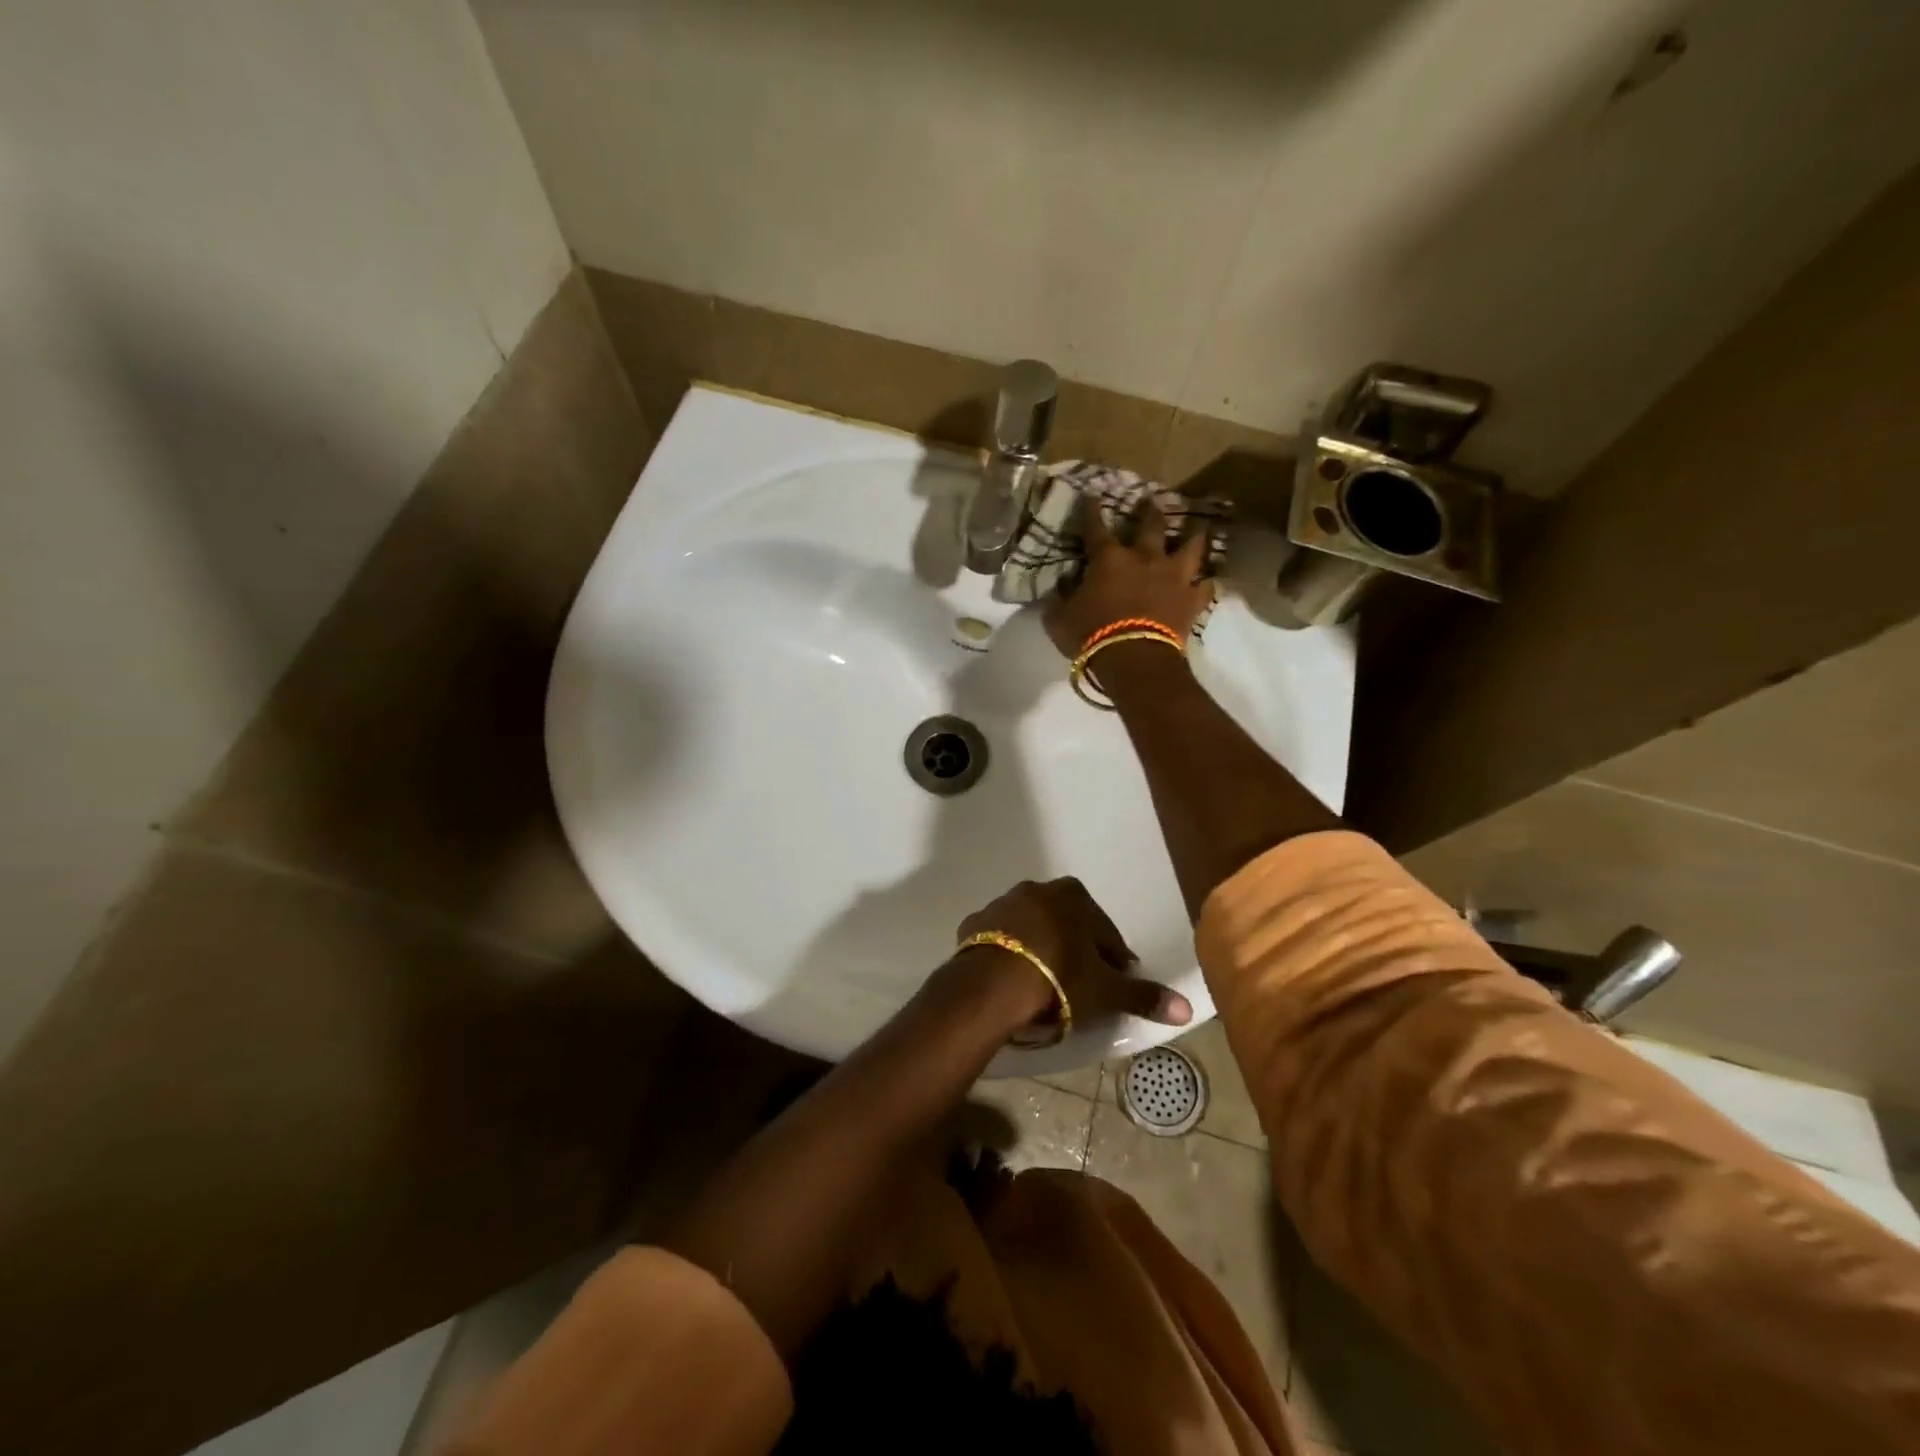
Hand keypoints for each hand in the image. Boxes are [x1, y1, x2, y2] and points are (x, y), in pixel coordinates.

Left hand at [956, 877, 1192, 1037]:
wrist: (992, 984)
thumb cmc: (1059, 979)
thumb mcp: (1106, 991)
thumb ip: (1143, 996)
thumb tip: (1186, 1008)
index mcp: (1074, 897)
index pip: (1105, 932)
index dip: (1113, 960)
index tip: (1114, 983)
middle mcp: (1037, 890)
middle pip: (1067, 924)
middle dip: (1076, 949)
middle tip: (1080, 986)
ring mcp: (1001, 904)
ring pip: (1031, 928)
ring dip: (1040, 949)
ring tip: (1044, 985)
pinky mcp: (973, 924)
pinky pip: (998, 940)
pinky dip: (1007, 954)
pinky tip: (1011, 979)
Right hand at [1043, 497, 1214, 657]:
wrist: (1134, 659)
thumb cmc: (1090, 635)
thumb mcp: (1059, 618)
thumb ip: (1059, 599)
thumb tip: (1061, 586)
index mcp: (1108, 558)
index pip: (1096, 527)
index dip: (1091, 510)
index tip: (1091, 495)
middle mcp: (1144, 558)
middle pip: (1151, 526)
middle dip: (1149, 511)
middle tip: (1152, 500)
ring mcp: (1173, 577)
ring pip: (1190, 548)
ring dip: (1193, 537)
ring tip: (1197, 529)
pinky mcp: (1192, 600)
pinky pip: (1205, 588)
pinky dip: (1204, 584)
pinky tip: (1205, 582)